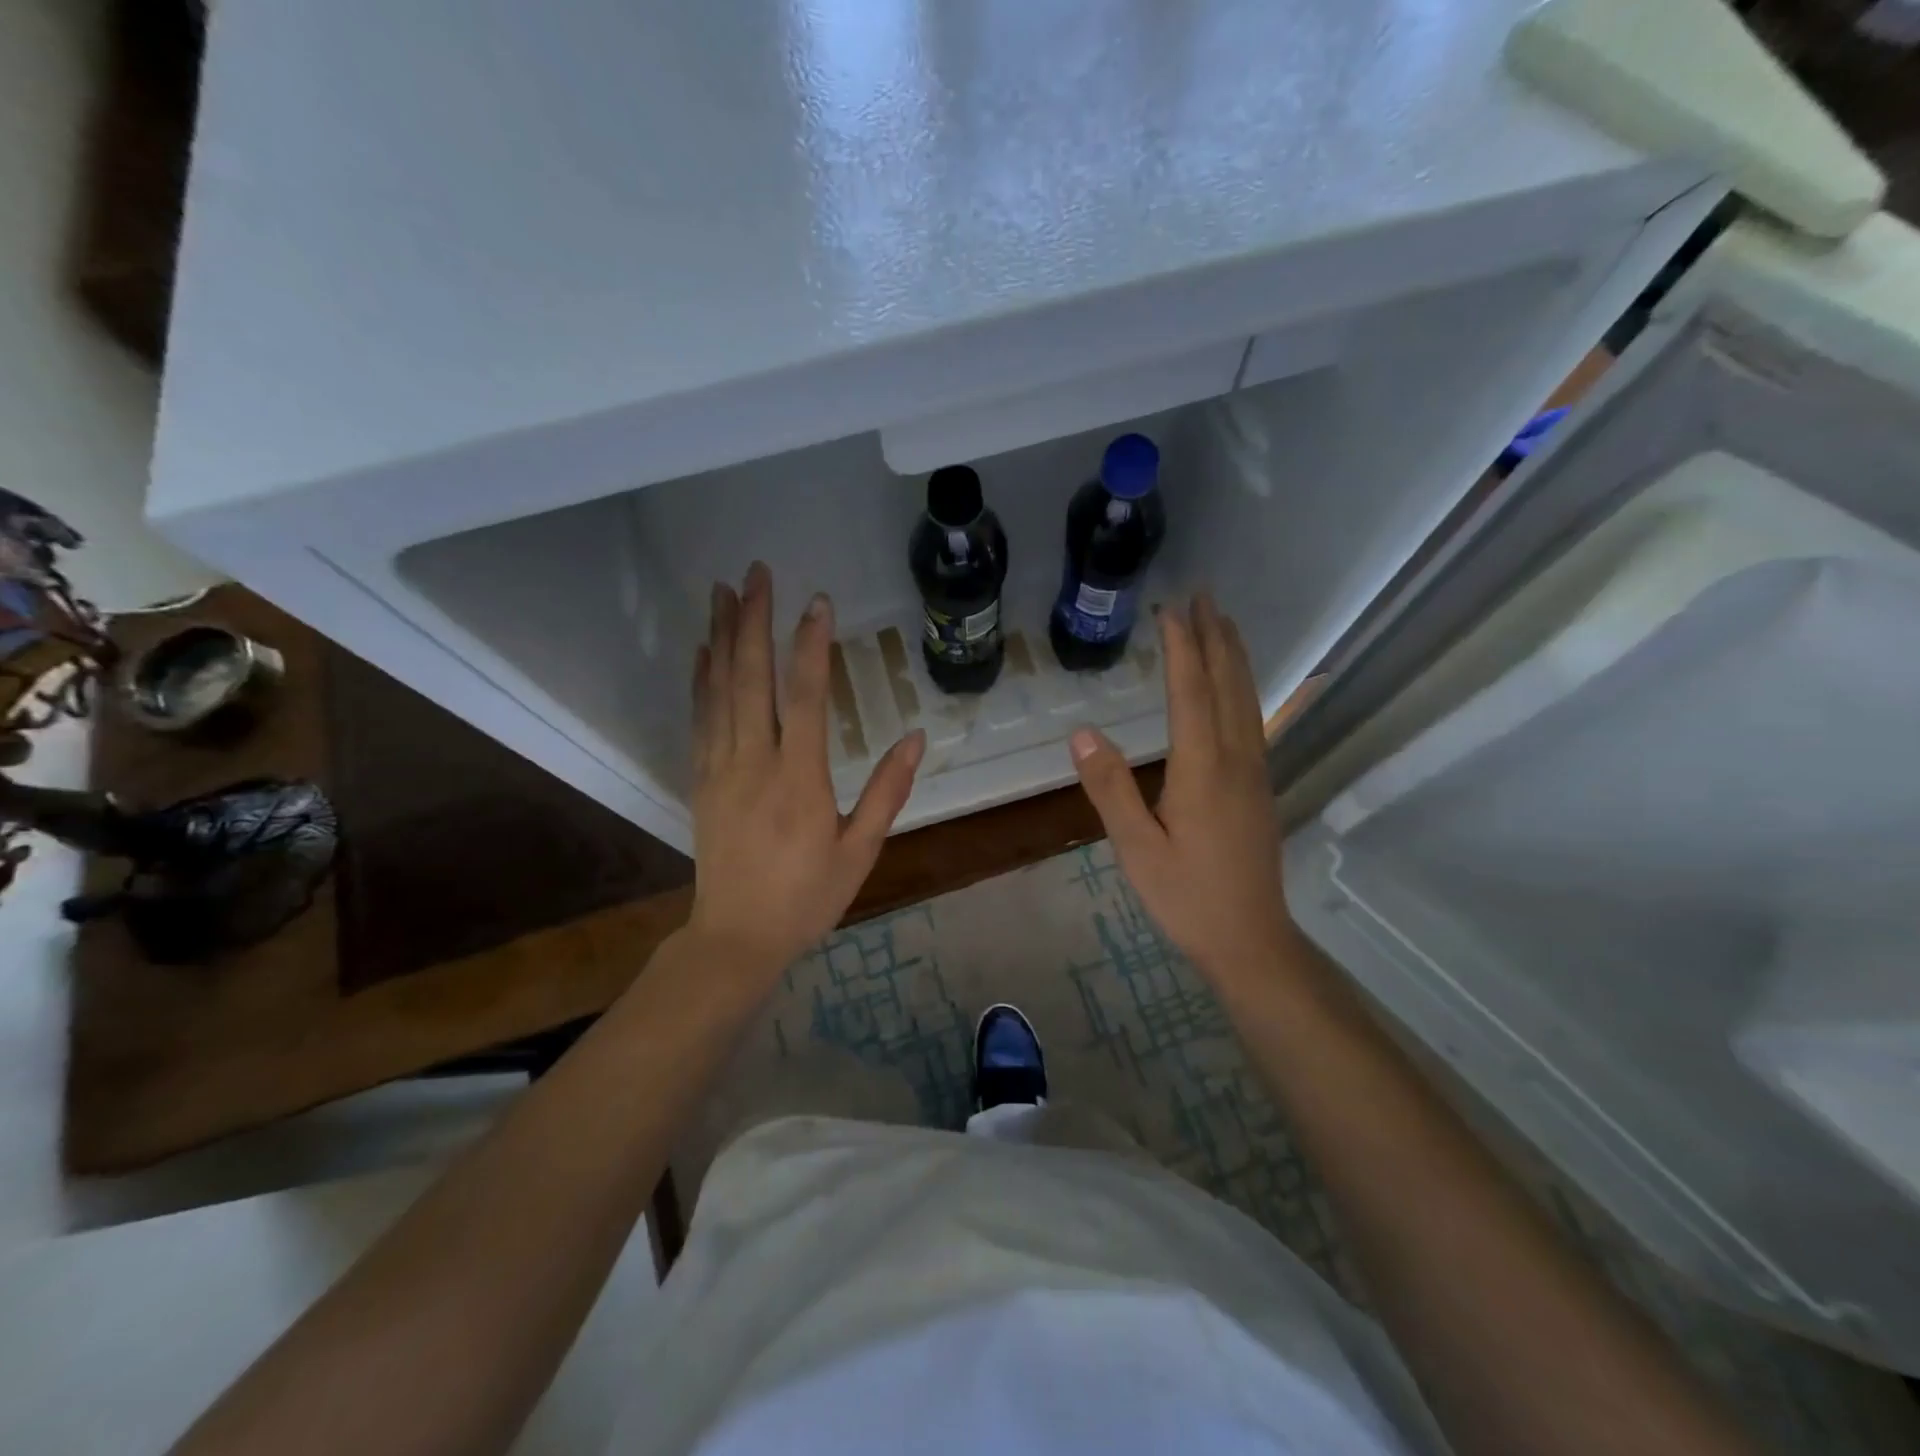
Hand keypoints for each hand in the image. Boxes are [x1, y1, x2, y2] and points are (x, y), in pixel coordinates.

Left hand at [687, 562, 925, 978]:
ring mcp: (720, 768)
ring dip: (721, 637)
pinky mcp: (701, 779)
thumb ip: (889, 791)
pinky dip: (701, 678)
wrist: (736, 937)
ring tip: (723, 591)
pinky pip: (699, 717)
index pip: (806, 698)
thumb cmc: (807, 897)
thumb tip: (917, 737)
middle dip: (753, 620)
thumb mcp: (860, 851)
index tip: (817, 601)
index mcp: (799, 780)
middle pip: (750, 678)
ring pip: (718, 690)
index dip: (811, 645)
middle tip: (756, 572)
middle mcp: (754, 763)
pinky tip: (703, 650)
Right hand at [1069, 594, 1294, 983]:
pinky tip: (1237, 688)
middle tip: (1204, 594)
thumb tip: (1081, 734)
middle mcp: (1236, 760)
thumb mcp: (1136, 848)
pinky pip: (1252, 720)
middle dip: (1215, 637)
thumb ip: (1110, 789)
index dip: (1181, 648)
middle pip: (1228, 685)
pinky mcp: (1260, 788)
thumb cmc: (1187, 896)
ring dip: (1234, 657)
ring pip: (1246, 700)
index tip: (1171, 609)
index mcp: (1203, 770)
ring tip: (1224, 623)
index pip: (1191, 694)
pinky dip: (1243, 688)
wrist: (1251, 939)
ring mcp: (1255, 773)